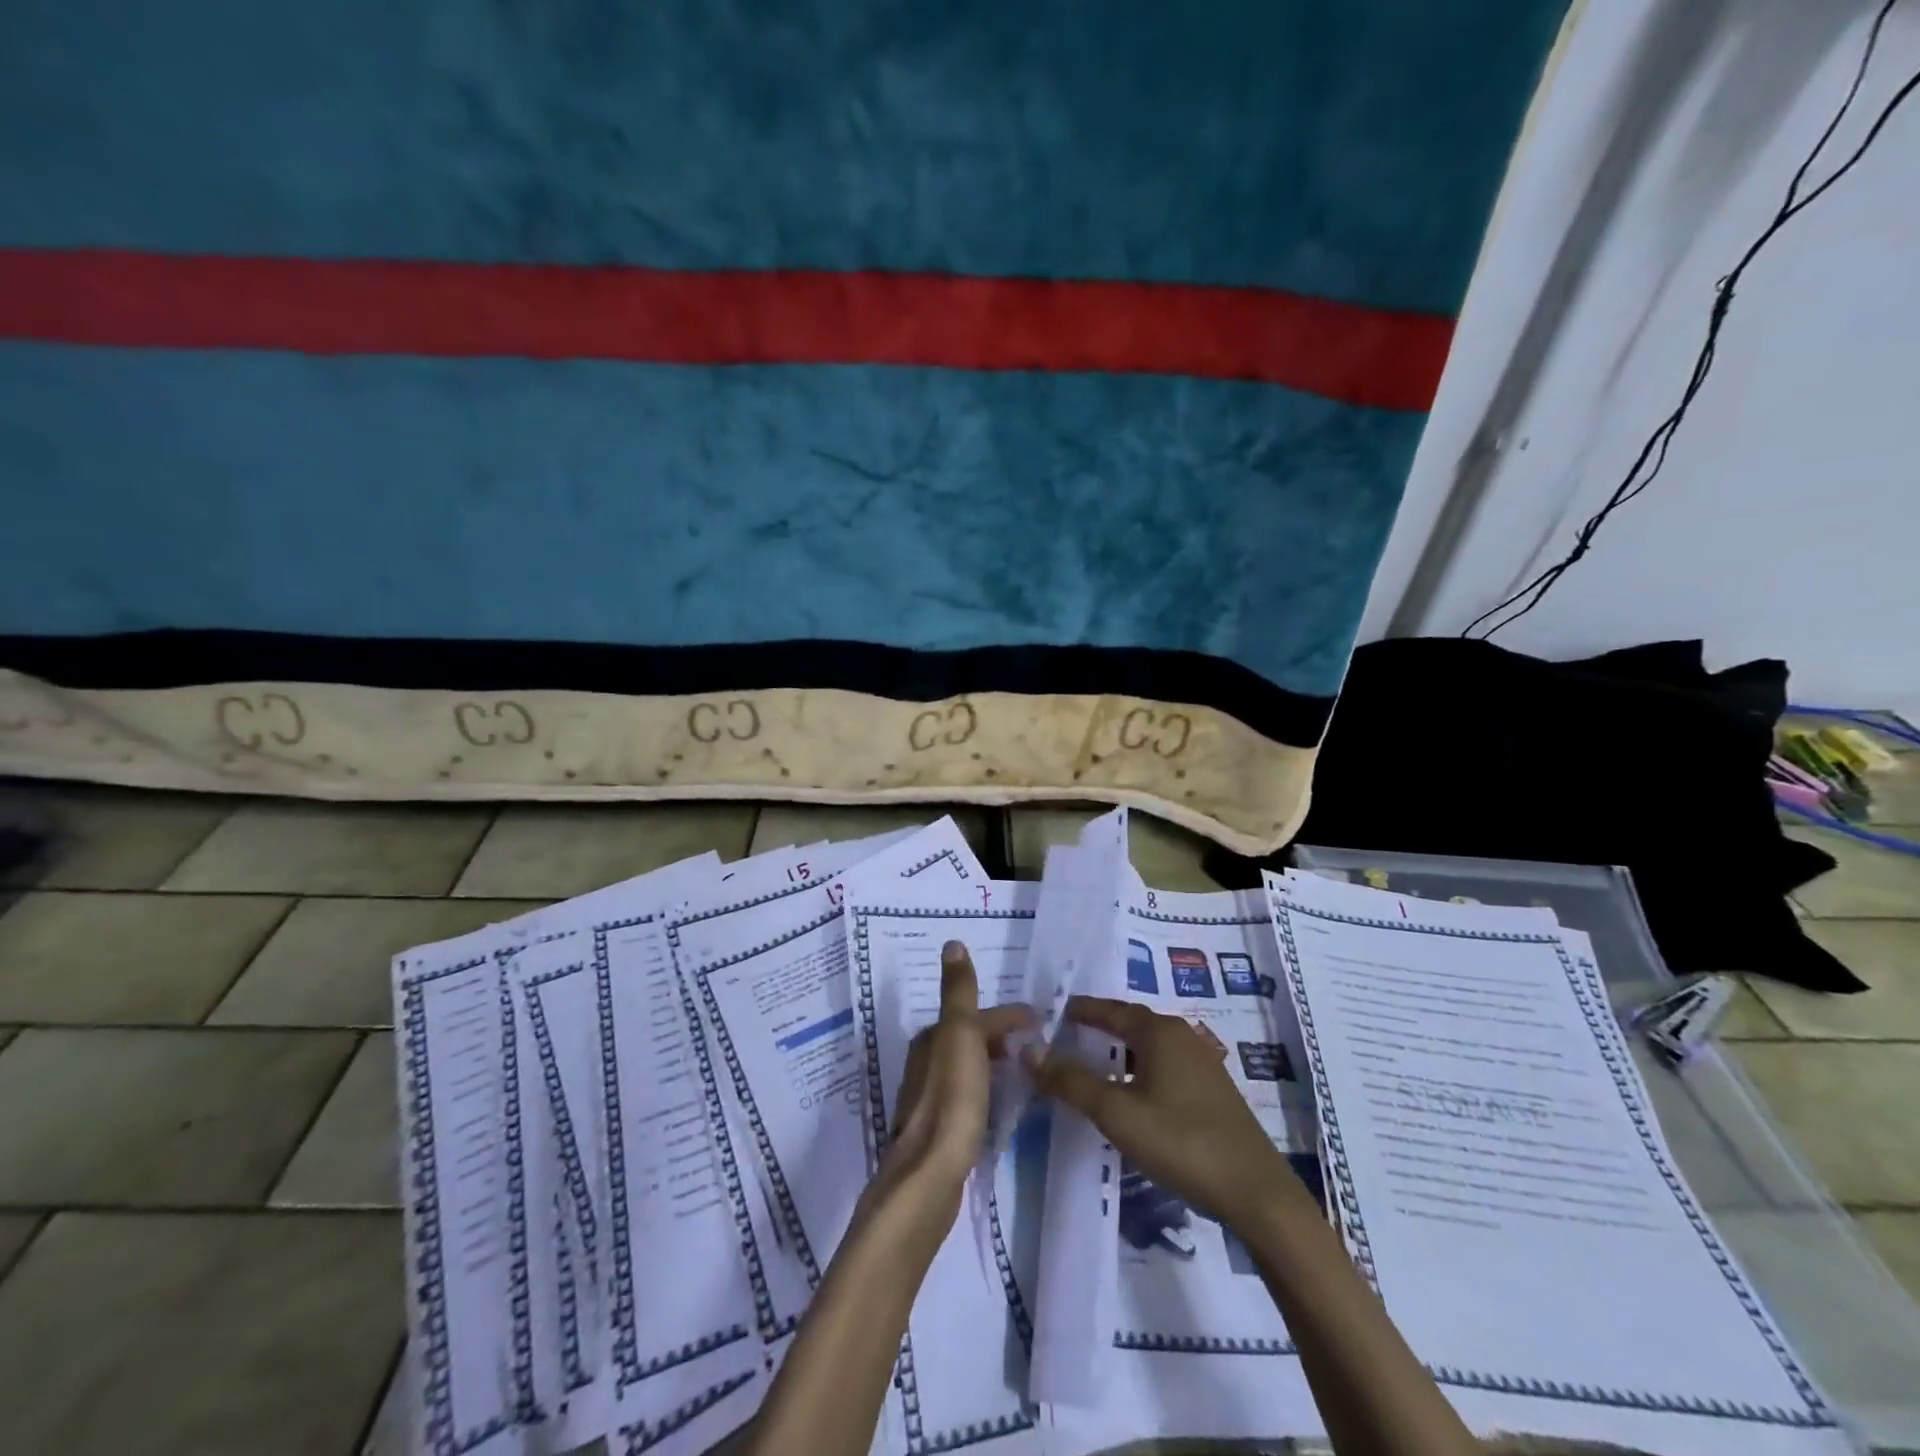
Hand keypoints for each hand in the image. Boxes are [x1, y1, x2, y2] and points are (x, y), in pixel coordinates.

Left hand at [873, 941, 1033, 1221]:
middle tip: (1034, 1046)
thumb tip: (952, 943)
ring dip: (992, 1063)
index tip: (1040, 1022)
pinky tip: (998, 1106)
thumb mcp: (960, 1033)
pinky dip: (985, 1089)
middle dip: (1000, 1036)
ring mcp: (928, 1097)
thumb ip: (959, 992)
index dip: (1007, 1016)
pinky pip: (966, 1095)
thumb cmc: (952, 1098)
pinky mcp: (937, 1130)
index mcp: (931, 1038)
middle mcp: (924, 1062)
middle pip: (968, 1038)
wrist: (930, 1174)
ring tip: (1022, 1073)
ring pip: (966, 1067)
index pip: (975, 1014)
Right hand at [1028, 995, 1290, 1228]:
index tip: (1056, 1011)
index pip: (1111, 1010)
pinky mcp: (1213, 1093)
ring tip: (1095, 1065)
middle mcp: (1183, 1037)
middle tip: (1069, 1036)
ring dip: (1122, 1052)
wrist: (1256, 1194)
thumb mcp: (1116, 1112)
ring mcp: (1203, 1065)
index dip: (1083, 1010)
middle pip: (1133, 1024)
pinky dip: (1141, 1071)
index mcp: (1160, 1032)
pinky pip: (1166, 1068)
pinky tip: (1133, 1096)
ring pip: (1151, 1048)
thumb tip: (1029, 1050)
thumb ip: (1070, 1081)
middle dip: (1102, 1028)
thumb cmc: (1181, 1142)